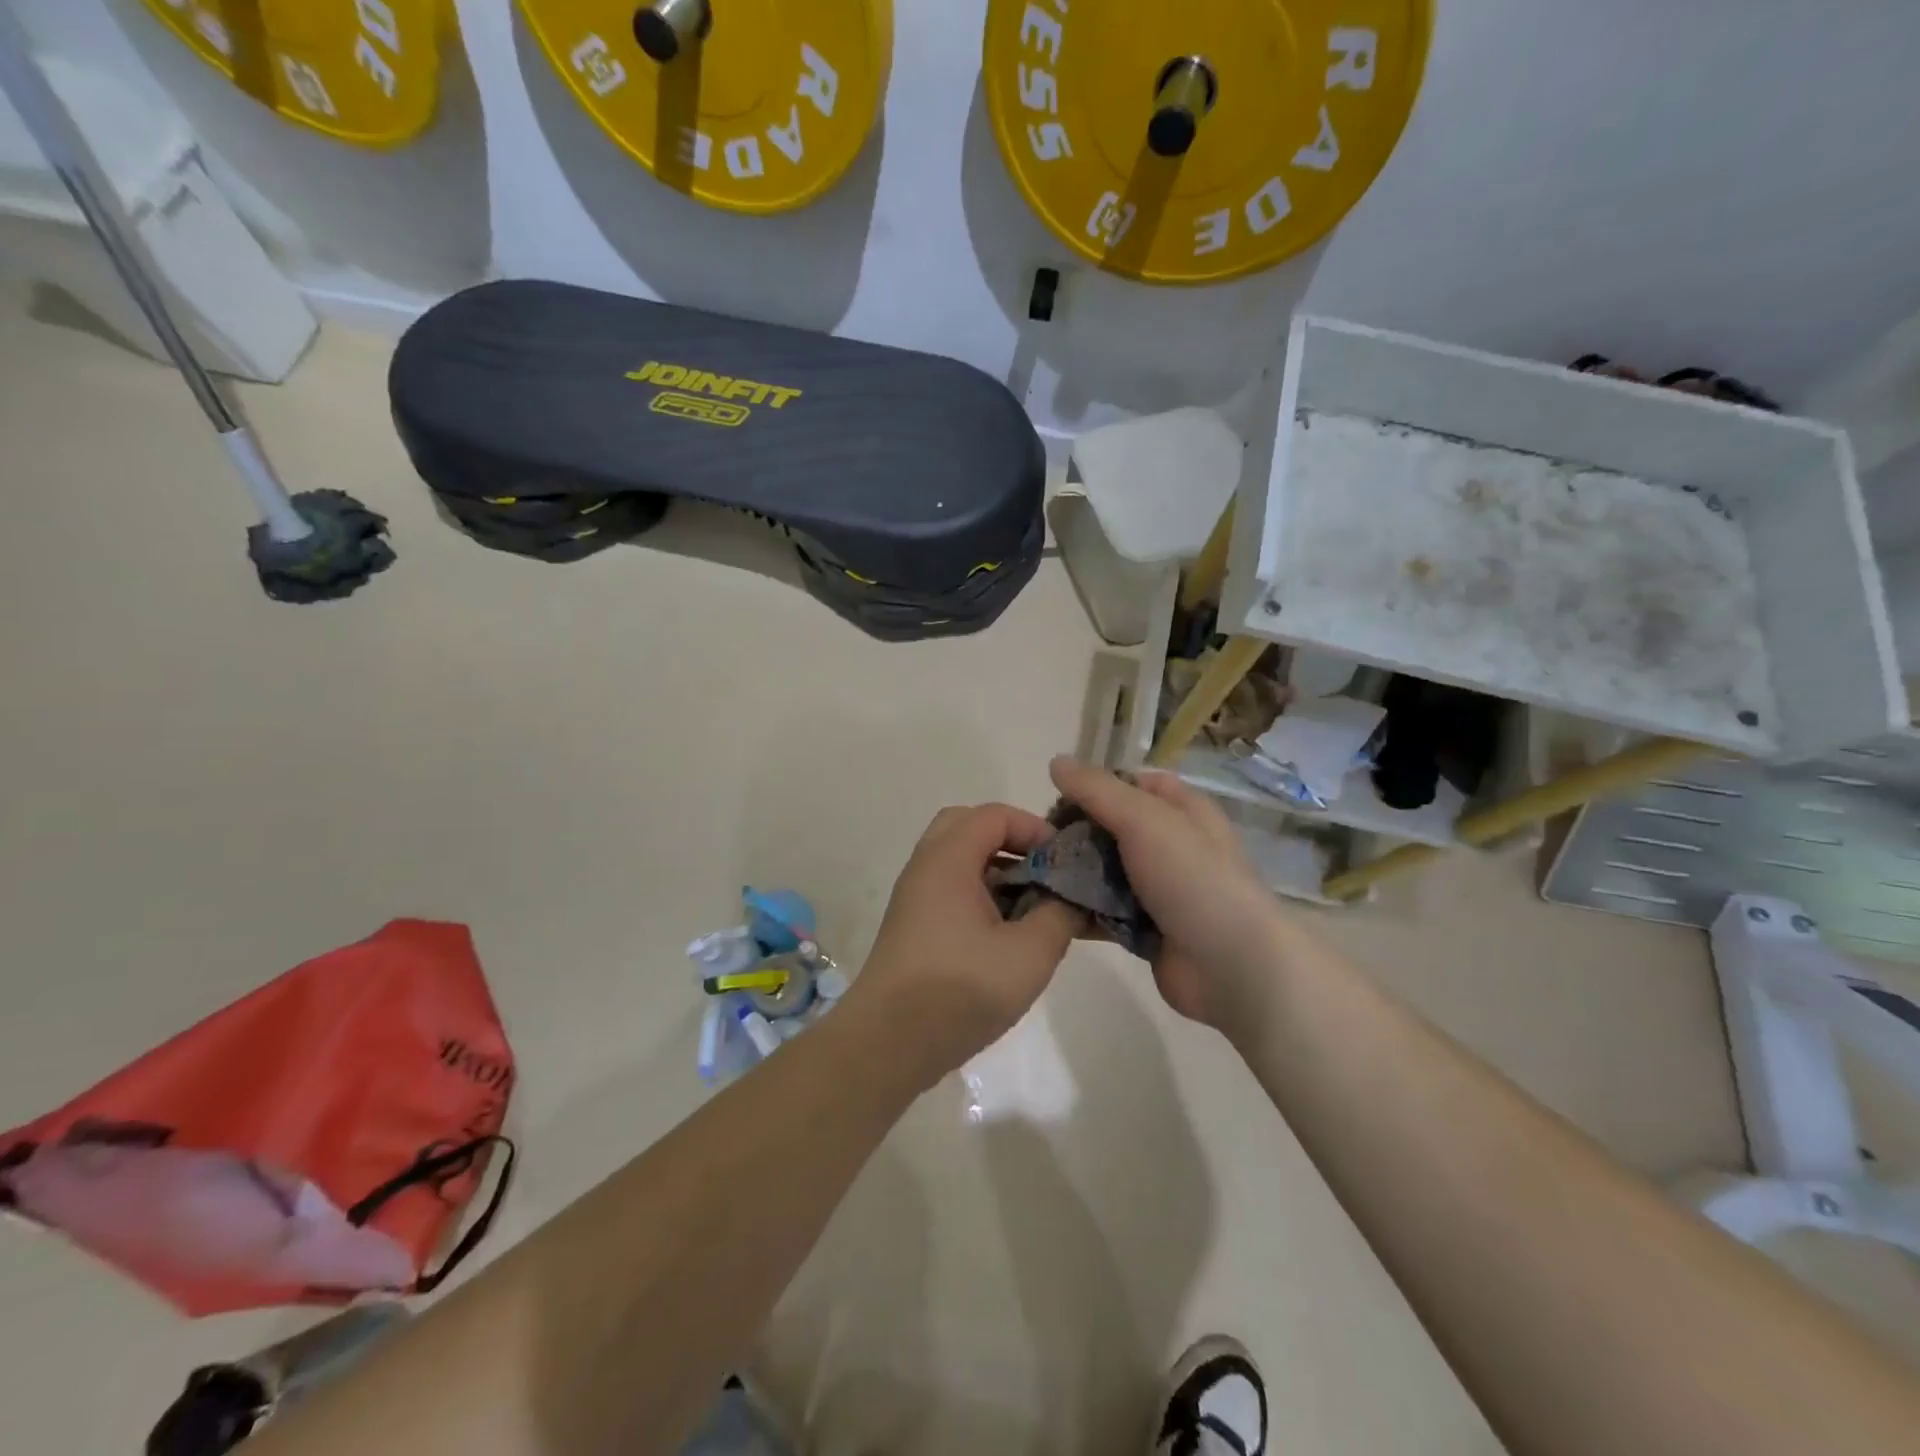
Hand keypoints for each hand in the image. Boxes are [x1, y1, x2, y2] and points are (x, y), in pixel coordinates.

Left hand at [850, 803, 1084, 1086]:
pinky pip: (950, 891)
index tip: (1064, 862)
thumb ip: (1060, 914)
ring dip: (997, 873)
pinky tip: (1006, 936)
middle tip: (1042, 874)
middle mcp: (925, 867)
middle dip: (1011, 843)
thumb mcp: (1029, 953)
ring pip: (959, 862)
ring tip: (1032, 908)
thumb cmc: (960, 989)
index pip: (994, 814)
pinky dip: (980, 897)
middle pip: (969, 828)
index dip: (1034, 828)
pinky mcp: (913, 927)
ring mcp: (914, 898)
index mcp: (948, 859)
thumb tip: (1071, 897)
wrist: (889, 1043)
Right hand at [1049, 756, 1282, 1029]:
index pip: (1133, 783)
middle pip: (1113, 829)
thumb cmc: (1193, 879)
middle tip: (1037, 842)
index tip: (1057, 799)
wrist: (1232, 966)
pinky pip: (1104, 911)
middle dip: (1075, 833)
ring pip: (1105, 872)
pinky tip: (1046, 909)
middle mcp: (1172, 846)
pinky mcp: (1146, 929)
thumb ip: (1097, 790)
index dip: (1096, 786)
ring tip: (1032, 875)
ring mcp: (1159, 890)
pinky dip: (1079, 910)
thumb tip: (1056, 761)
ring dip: (1073, 874)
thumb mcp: (1145, 819)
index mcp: (1182, 811)